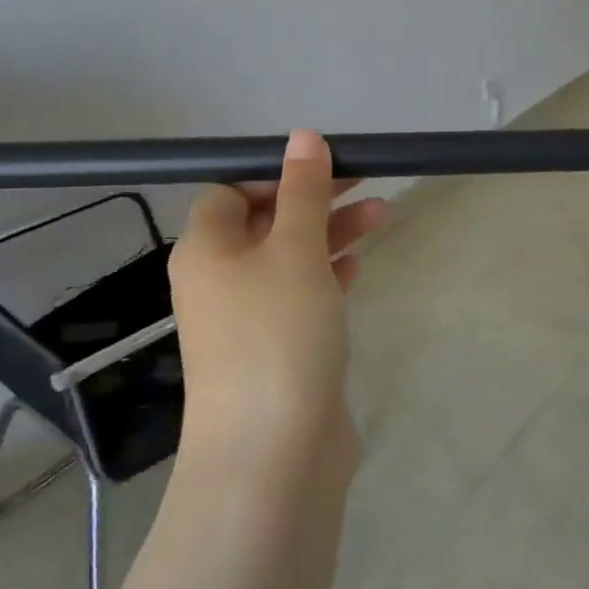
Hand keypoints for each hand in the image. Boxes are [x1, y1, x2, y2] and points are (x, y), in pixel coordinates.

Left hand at [167, 129, 385, 453]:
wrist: (273, 452)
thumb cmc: (278, 335)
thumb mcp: (295, 250)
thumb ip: (303, 192)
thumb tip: (303, 136)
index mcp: (207, 250)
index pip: (230, 191)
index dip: (275, 173)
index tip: (325, 166)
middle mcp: (219, 280)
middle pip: (265, 222)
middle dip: (315, 199)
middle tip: (367, 179)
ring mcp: (247, 319)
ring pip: (289, 259)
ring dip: (330, 233)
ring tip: (382, 215)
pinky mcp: (276, 350)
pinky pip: (300, 296)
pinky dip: (327, 276)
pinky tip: (357, 268)